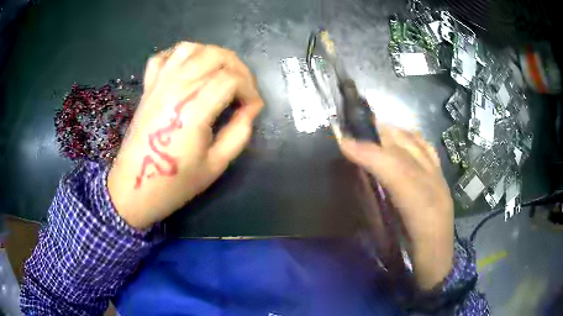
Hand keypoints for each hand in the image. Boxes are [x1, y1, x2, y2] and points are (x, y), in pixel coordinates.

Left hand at [108, 42, 263, 228]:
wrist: (134, 188)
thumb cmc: (175, 183)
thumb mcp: (216, 165)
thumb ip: (239, 133)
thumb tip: (250, 109)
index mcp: (193, 110)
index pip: (231, 79)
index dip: (250, 90)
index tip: (252, 108)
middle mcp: (176, 88)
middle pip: (215, 55)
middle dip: (238, 68)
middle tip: (243, 89)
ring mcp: (159, 84)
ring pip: (191, 48)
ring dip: (213, 55)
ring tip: (220, 73)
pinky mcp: (148, 87)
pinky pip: (164, 56)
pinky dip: (180, 55)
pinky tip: (189, 68)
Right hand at [338, 124, 453, 289]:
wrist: (438, 262)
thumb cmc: (412, 256)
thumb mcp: (390, 240)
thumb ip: (375, 210)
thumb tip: (357, 178)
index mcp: (422, 209)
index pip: (397, 170)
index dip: (370, 153)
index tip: (343, 142)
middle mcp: (435, 188)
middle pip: (407, 152)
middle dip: (380, 135)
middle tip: (353, 126)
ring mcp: (440, 181)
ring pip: (419, 147)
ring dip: (395, 133)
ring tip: (372, 127)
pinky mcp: (442, 180)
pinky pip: (428, 151)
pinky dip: (411, 138)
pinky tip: (399, 136)